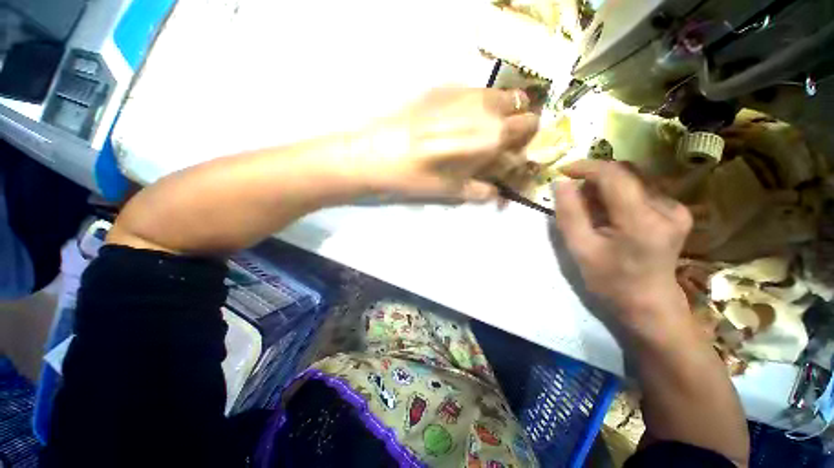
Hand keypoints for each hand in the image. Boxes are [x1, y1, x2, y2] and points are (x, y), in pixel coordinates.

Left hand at [354, 87, 539, 202]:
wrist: (380, 152)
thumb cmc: (419, 177)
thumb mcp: (454, 191)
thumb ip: (483, 190)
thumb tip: (497, 193)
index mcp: (493, 135)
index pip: (530, 126)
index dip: (527, 138)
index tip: (515, 148)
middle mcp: (486, 107)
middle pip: (519, 104)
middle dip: (516, 121)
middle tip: (498, 138)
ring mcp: (465, 92)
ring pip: (497, 94)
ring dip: (497, 109)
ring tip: (478, 128)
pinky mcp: (444, 86)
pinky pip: (473, 92)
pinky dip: (475, 104)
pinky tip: (456, 119)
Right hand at [552, 160, 693, 339]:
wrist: (649, 303)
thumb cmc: (610, 281)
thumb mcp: (580, 249)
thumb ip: (569, 214)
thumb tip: (560, 183)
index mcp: (642, 221)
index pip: (614, 175)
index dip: (586, 167)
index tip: (563, 170)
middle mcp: (666, 208)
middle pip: (626, 172)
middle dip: (595, 177)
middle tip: (575, 194)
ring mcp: (676, 208)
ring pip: (633, 178)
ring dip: (606, 185)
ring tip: (591, 207)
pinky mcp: (677, 211)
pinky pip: (642, 188)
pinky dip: (619, 193)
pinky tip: (610, 212)